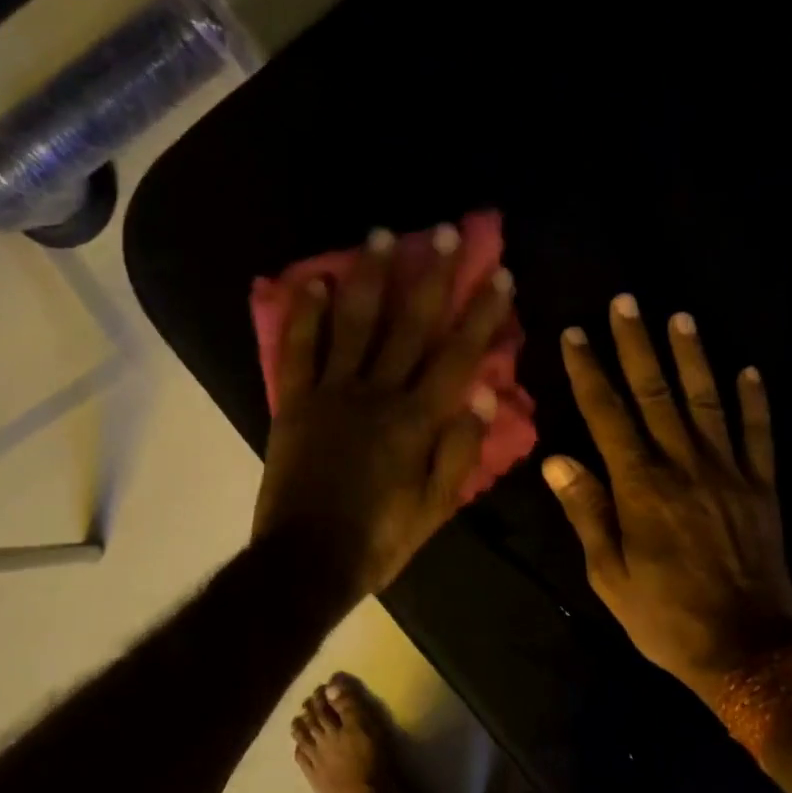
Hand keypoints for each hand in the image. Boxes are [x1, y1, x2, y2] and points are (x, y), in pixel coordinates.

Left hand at [253, 225, 511, 605]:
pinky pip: (297, 351)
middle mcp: (377, 394)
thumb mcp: (436, 508)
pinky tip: (312, 280)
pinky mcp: (293, 403)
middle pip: (409, 326)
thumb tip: (483, 394)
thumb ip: (460, 450)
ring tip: (381, 234)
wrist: (308, 560)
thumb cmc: (380, 538)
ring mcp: (331, 394)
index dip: (481, 314)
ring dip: (369, 277)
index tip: (498, 275)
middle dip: (431, 276)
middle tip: (442, 232)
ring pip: (354, 324)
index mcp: (417, 421)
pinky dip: (304, 315)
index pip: (458, 356)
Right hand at [542, 296, 791, 706]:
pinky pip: (759, 435)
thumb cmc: (665, 617)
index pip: (607, 414)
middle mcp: (684, 466)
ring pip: (706, 401)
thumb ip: (586, 511)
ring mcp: (729, 473)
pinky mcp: (763, 488)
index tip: (576, 334)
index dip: (590, 370)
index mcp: (640, 487)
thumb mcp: (609, 575)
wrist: (748, 650)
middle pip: (655, 393)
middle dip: (637, 345)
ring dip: (692, 357)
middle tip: (626, 302)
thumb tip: (556, 459)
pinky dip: (754, 401)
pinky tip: (748, 371)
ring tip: (679, 318)